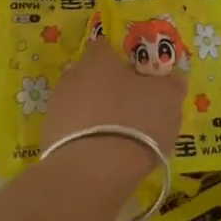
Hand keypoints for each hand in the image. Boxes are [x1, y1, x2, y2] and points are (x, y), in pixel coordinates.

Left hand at [41, 40, 184, 162]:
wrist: (91, 173)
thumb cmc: (135, 122)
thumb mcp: (168, 99)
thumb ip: (171, 84)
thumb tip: (173, 77)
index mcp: (99, 59)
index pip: (106, 47)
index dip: (121, 59)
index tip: (137, 74)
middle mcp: (72, 76)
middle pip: (91, 75)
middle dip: (108, 87)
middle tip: (131, 106)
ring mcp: (56, 108)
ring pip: (80, 103)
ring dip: (95, 113)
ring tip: (118, 135)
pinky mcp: (48, 139)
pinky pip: (72, 131)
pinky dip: (86, 138)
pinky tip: (102, 155)